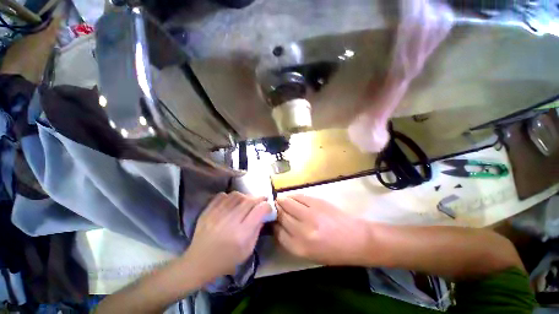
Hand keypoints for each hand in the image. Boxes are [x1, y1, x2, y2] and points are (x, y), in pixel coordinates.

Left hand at [183, 192, 270, 281]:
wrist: (198, 263)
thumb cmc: (226, 260)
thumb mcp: (247, 250)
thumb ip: (257, 230)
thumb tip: (262, 214)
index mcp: (241, 234)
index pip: (259, 211)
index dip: (267, 206)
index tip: (268, 207)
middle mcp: (230, 221)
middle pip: (249, 201)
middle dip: (259, 199)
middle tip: (261, 200)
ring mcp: (217, 214)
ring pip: (236, 195)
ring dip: (246, 196)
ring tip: (247, 201)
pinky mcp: (207, 211)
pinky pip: (222, 196)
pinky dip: (231, 196)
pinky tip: (233, 202)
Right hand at [274, 195, 370, 264]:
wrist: (357, 239)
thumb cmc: (334, 251)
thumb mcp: (310, 254)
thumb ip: (292, 240)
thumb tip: (279, 226)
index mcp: (299, 247)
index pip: (277, 232)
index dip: (274, 225)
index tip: (273, 221)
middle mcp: (302, 231)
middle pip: (281, 216)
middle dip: (276, 211)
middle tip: (275, 208)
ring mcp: (309, 214)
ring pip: (287, 203)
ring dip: (282, 201)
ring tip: (281, 200)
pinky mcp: (316, 202)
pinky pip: (299, 196)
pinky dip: (292, 196)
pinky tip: (291, 197)